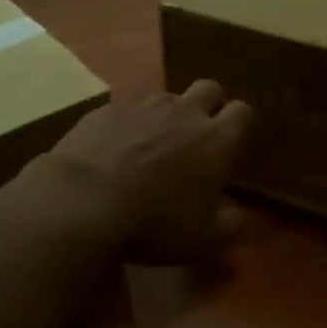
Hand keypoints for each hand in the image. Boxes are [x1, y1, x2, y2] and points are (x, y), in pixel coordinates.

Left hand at [31, 80, 251, 263]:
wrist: (83, 201)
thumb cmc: (155, 222)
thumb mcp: (205, 239)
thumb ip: (230, 223)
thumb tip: (233, 212)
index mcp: (216, 139)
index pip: (243, 112)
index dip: (241, 125)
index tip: (233, 144)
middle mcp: (184, 112)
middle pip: (209, 88)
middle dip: (210, 105)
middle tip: (199, 135)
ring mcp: (142, 106)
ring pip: (166, 96)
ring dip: (168, 114)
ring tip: (154, 144)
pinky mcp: (105, 110)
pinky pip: (126, 110)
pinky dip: (128, 125)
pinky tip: (115, 150)